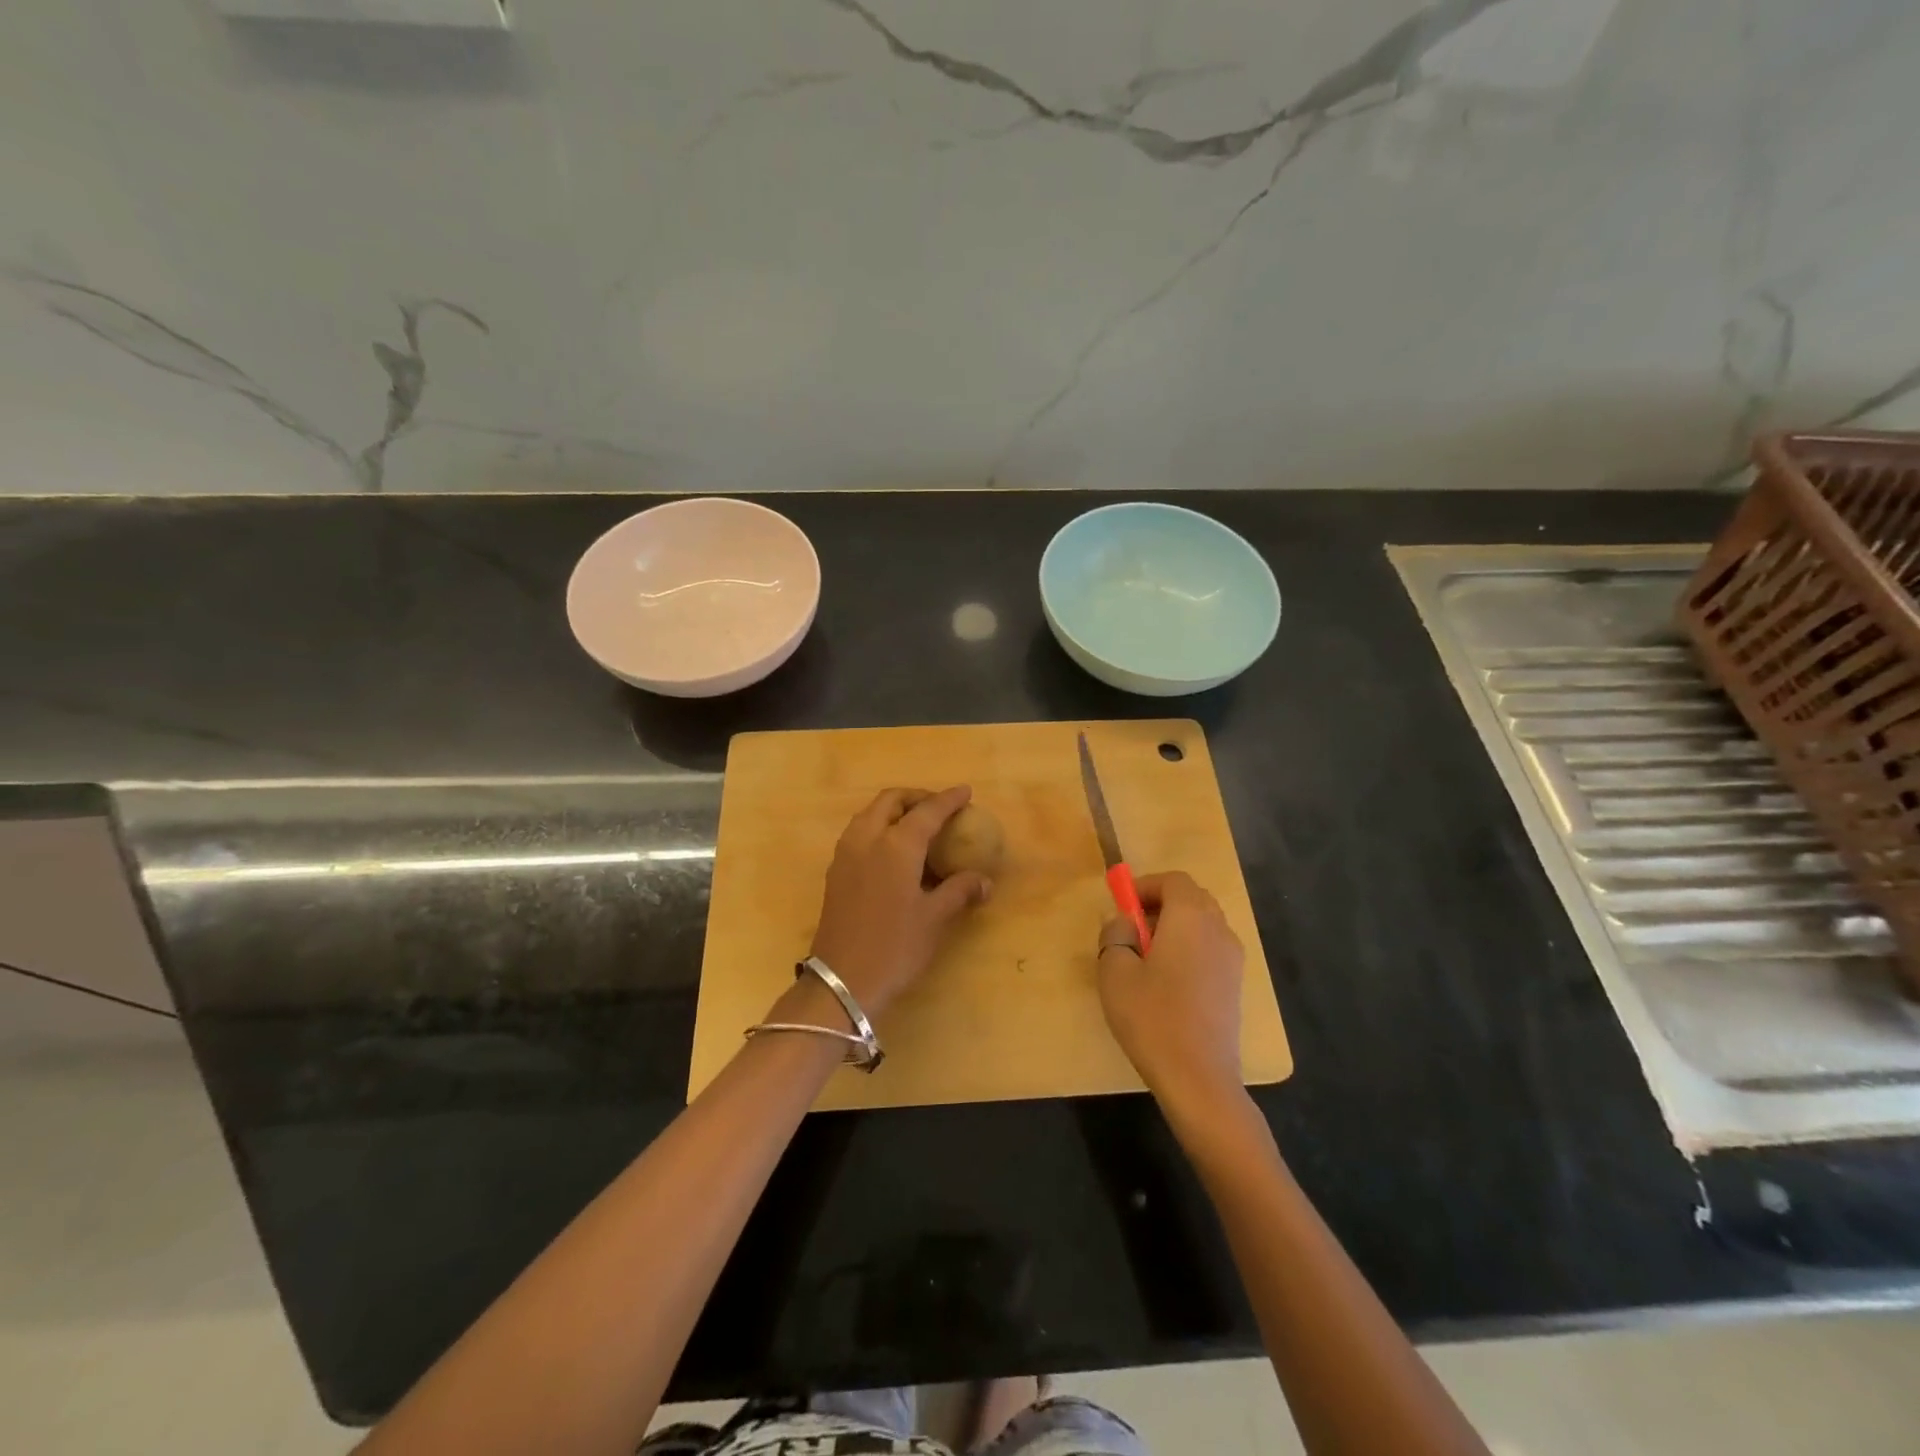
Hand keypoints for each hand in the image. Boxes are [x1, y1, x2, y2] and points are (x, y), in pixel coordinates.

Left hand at [805, 786, 992, 1018]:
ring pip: (870, 814)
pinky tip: (893, 851)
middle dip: (916, 797)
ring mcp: (846, 854)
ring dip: (894, 810)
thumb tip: (985, 881)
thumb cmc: (895, 947)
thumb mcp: (934, 918)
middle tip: (938, 807)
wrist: (842, 981)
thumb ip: (959, 891)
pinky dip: (879, 827)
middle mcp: (867, 839)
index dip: (948, 799)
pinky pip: (859, 833)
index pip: (927, 811)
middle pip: (891, 801)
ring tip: (917, 825)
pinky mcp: (835, 871)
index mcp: (896, 845)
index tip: (965, 792)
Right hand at [1097, 871, 1244, 1111]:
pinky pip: (1210, 949)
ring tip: (1146, 959)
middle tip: (1131, 930)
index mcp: (1191, 917)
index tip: (1122, 907)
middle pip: (1192, 898)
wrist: (1199, 1077)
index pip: (1173, 880)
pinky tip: (1168, 983)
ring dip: (1175, 928)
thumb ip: (1115, 934)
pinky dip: (1189, 950)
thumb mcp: (1115, 971)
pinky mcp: (1235, 985)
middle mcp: (1218, 929)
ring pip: (1203, 924)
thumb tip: (1122, 919)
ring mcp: (1232, 958)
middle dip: (1160, 904)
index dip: (1145, 886)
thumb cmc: (1151, 1016)